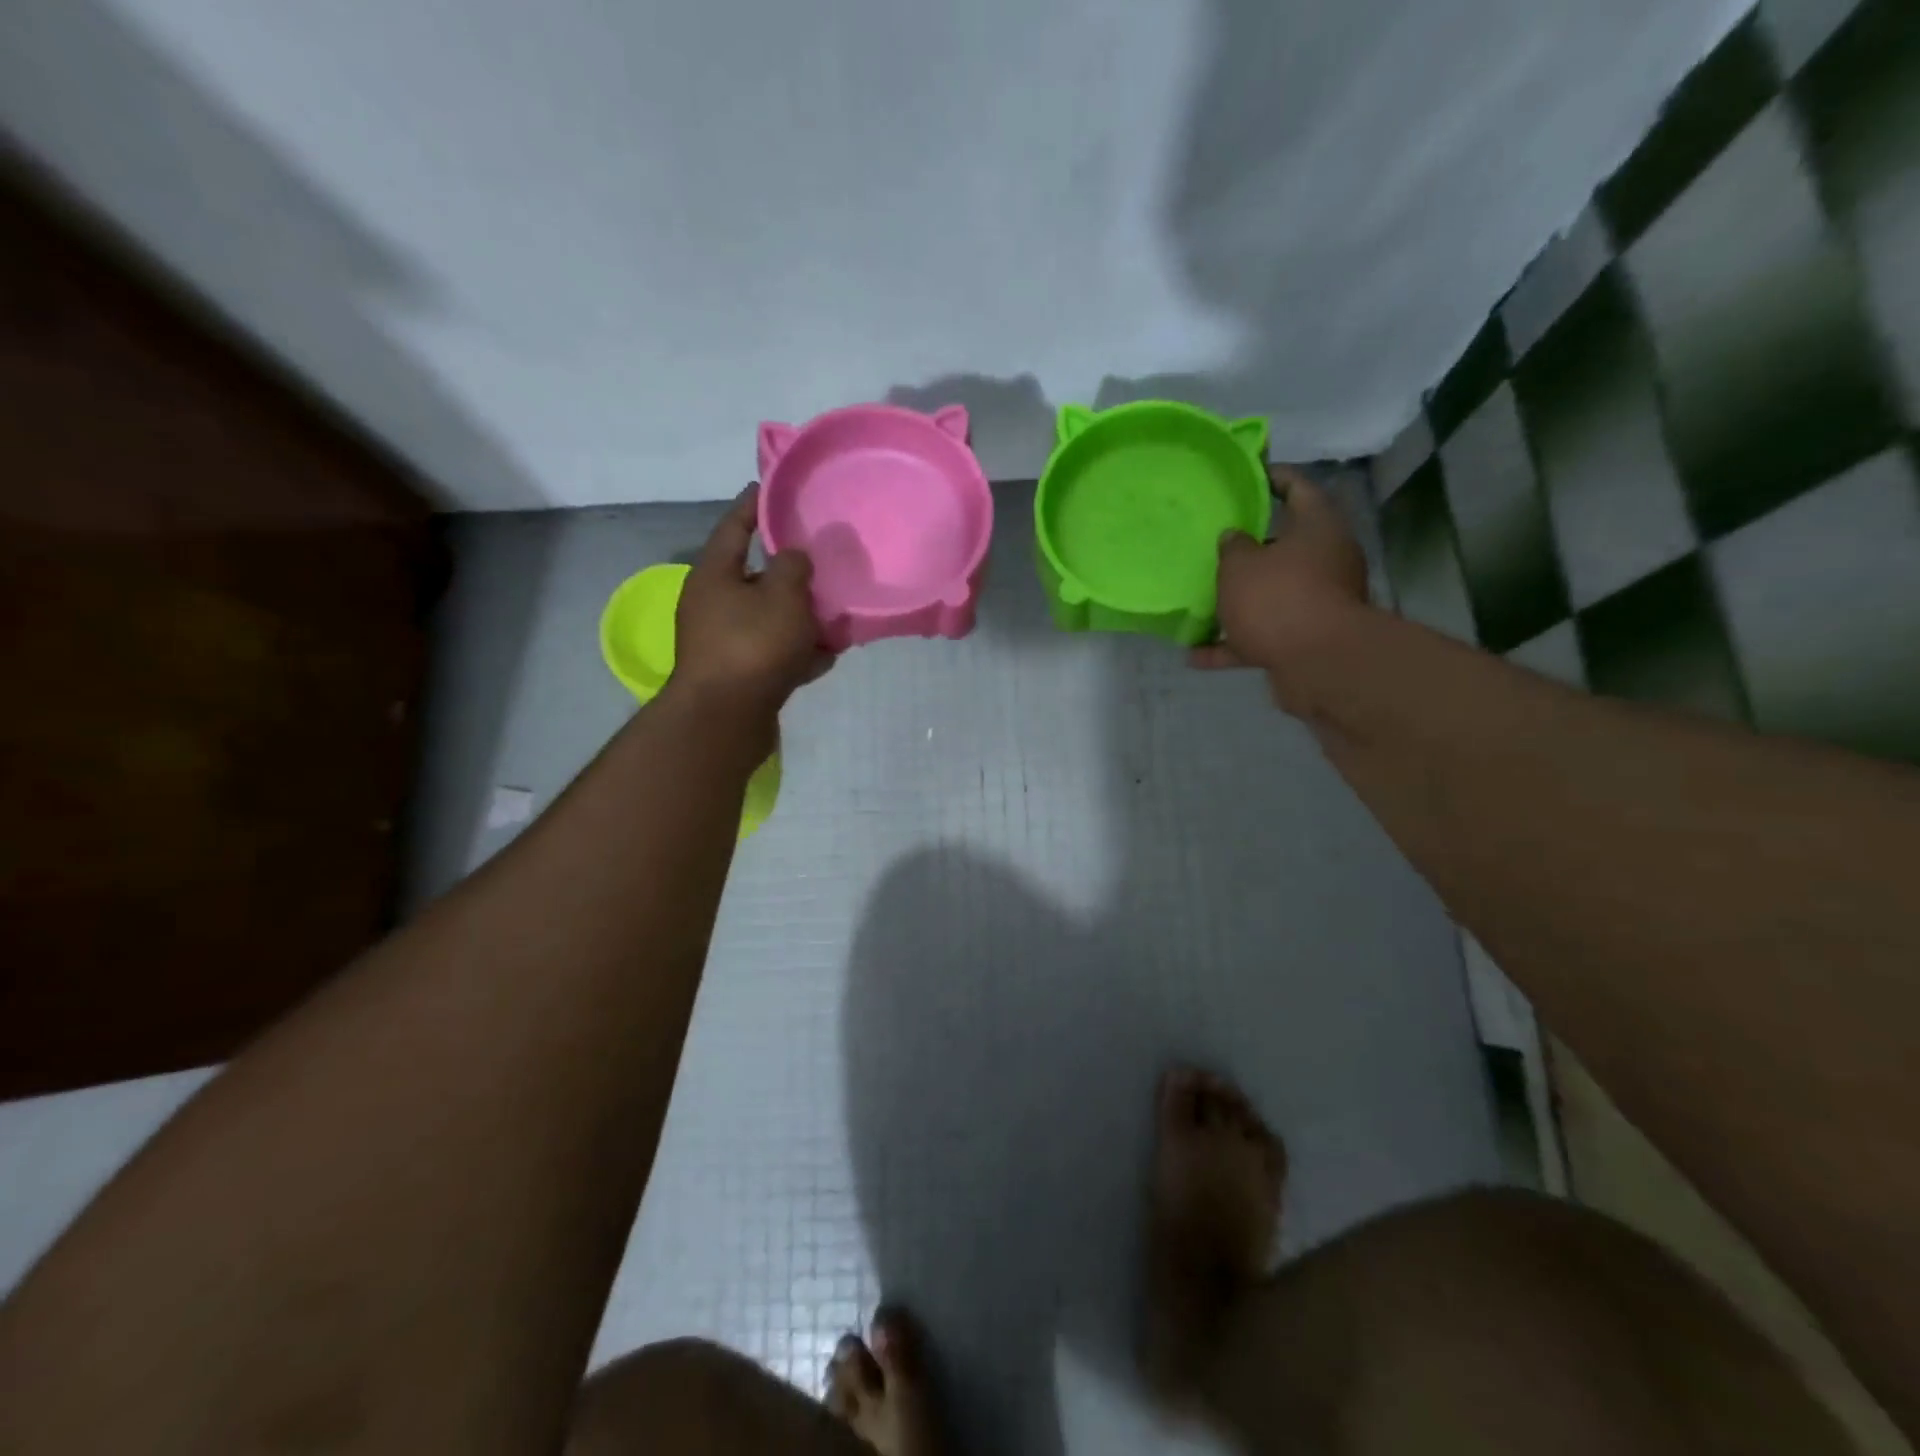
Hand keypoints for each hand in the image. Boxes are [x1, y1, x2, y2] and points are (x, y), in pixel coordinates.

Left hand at [670, 485, 832, 720]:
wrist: (725, 720)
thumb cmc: (752, 646)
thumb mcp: (782, 595)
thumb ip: (794, 567)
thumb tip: (795, 557)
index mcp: (714, 574)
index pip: (735, 526)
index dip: (755, 505)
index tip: (773, 487)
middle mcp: (713, 605)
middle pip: (757, 577)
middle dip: (791, 572)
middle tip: (823, 559)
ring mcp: (725, 642)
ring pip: (770, 618)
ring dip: (801, 616)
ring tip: (837, 612)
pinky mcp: (740, 675)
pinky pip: (775, 653)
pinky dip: (798, 652)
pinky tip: (827, 656)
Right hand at [1191, 465, 1370, 676]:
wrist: (1318, 663)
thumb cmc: (1279, 597)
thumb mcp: (1240, 565)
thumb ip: (1232, 547)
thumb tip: (1235, 538)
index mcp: (1318, 527)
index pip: (1298, 488)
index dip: (1272, 478)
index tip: (1246, 476)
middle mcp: (1326, 560)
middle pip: (1286, 545)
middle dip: (1250, 548)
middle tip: (1216, 542)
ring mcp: (1319, 601)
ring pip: (1273, 593)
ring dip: (1239, 600)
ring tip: (1202, 601)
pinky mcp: (1306, 639)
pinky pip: (1263, 635)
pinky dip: (1234, 644)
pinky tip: (1196, 655)